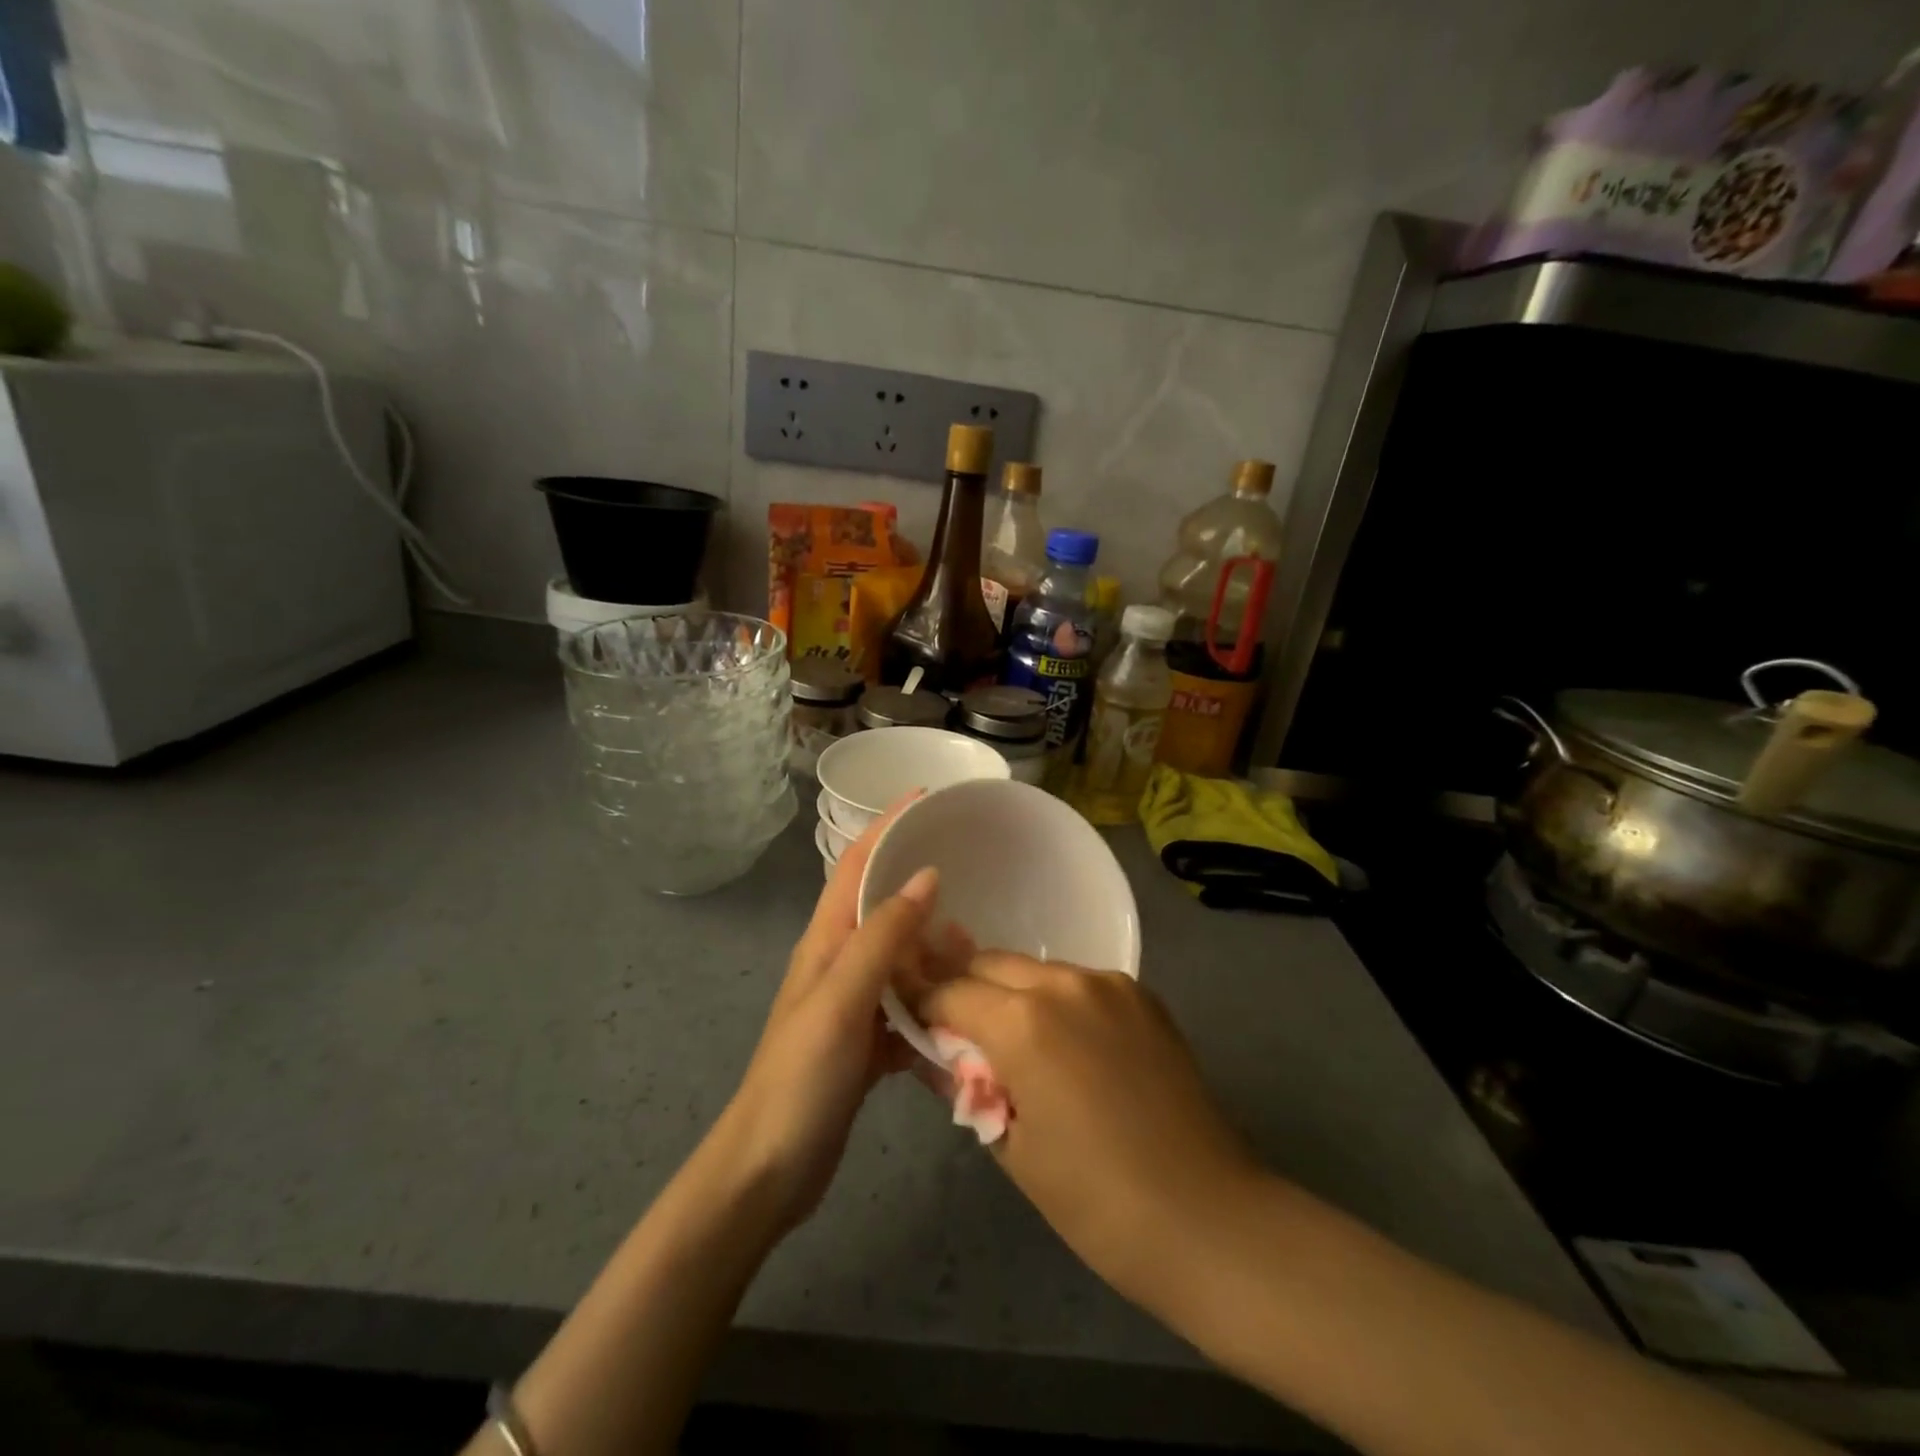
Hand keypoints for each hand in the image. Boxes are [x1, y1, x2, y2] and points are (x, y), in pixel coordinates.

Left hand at [715, 802, 937, 1229]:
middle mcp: (839, 961)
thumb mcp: (843, 998)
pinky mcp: (867, 1040)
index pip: (856, 863)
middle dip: (920, 882)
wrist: (770, 1168)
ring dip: (934, 946)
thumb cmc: (801, 1075)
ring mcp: (853, 1002)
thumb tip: (926, 875)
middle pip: (882, 904)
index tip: (926, 797)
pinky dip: (933, 998)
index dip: (887, 825)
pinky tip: (964, 1004)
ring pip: (901, 956)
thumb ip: (883, 936)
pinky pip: (908, 1004)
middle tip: (972, 874)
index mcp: (826, 940)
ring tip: (978, 945)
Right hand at [913, 955, 1259, 1307]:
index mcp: (1024, 1023)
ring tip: (1012, 1039)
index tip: (912, 1018)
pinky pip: (1080, 983)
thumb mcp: (1012, 1148)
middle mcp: (1065, 984)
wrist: (1208, 1218)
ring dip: (1013, 993)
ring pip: (1037, 970)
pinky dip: (1058, 1001)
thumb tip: (943, 1056)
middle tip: (956, 1028)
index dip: (924, 1003)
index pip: (951, 991)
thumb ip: (970, 1086)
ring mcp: (1110, 984)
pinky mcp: (1143, 996)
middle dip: (966, 988)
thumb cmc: (1096, 1200)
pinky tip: (1065, 1044)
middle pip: (992, 964)